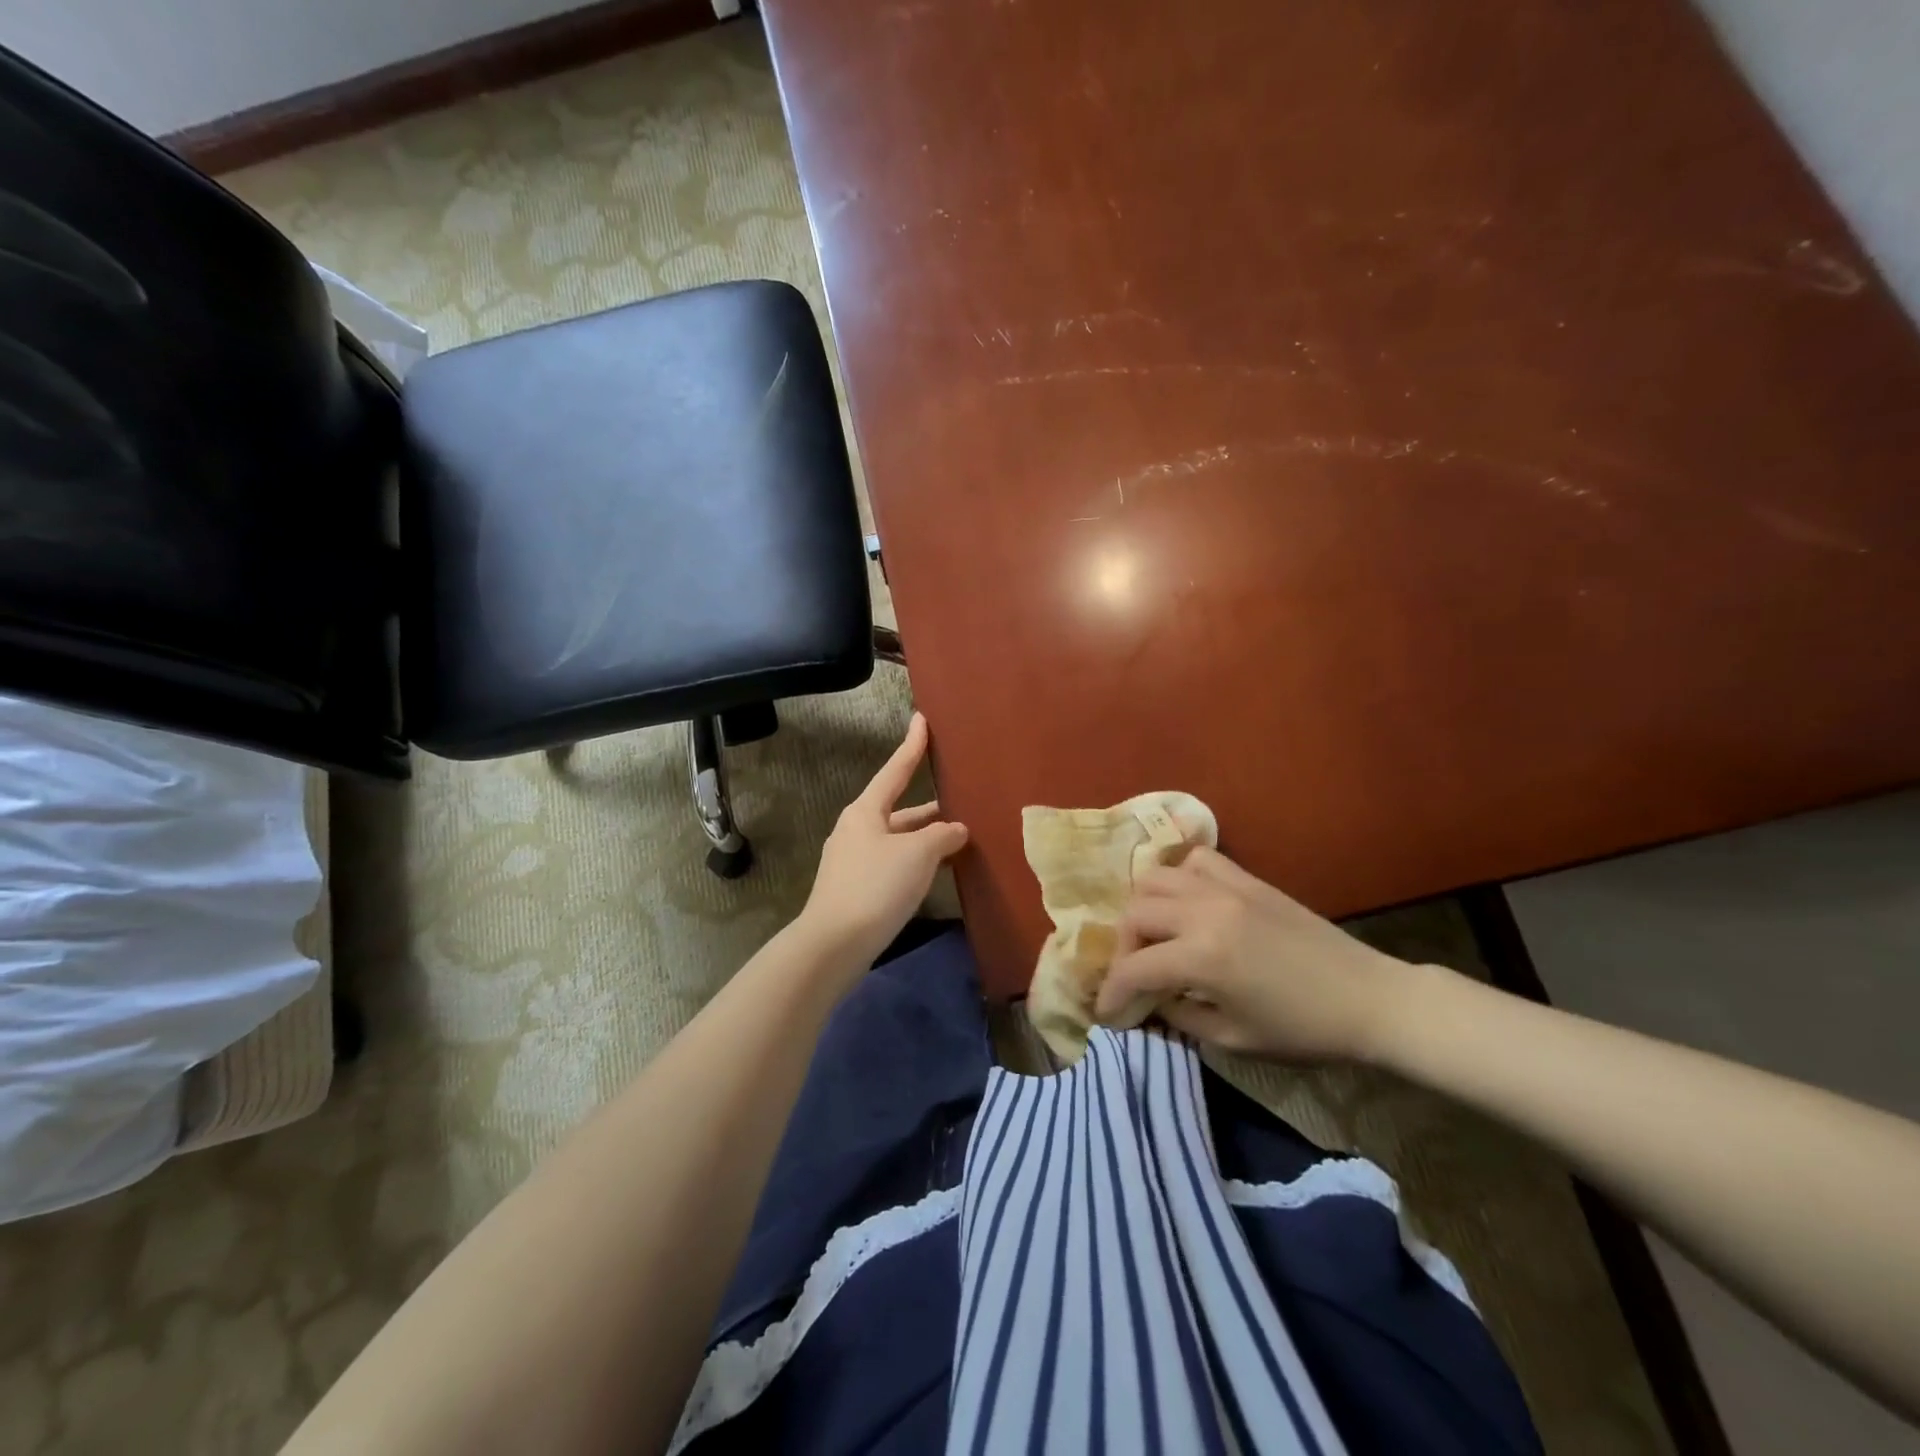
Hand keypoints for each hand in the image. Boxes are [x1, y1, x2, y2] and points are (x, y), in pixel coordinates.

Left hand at [799, 713, 968, 969]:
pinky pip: (892, 863)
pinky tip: (934, 871)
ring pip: (897, 839)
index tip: (921, 720)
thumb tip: (956, 829)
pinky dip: (915, 861)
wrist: (834, 943)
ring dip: (924, 837)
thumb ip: (941, 835)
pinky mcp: (856, 888)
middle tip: (958, 798)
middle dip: (928, 806)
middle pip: (898, 809)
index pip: (895, 770)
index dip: (911, 746)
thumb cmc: (877, 885)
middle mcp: (856, 829)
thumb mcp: (918, 854)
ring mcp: (853, 860)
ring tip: (957, 837)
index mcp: (865, 811)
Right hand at [1096, 847, 1414, 1062]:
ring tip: (1157, 934)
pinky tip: (1188, 903)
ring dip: (1145, 907)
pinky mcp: (1247, 879)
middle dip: (1124, 948)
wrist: (1369, 999)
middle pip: (1135, 913)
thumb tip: (1150, 1001)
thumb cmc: (1303, 1030)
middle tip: (1135, 974)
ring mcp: (1226, 888)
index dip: (1112, 992)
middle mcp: (1204, 911)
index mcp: (1201, 957)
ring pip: (1156, 877)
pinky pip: (1197, 860)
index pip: (1134, 968)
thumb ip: (1179, 1016)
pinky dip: (1180, 877)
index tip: (1106, 1011)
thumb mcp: (1232, 1038)